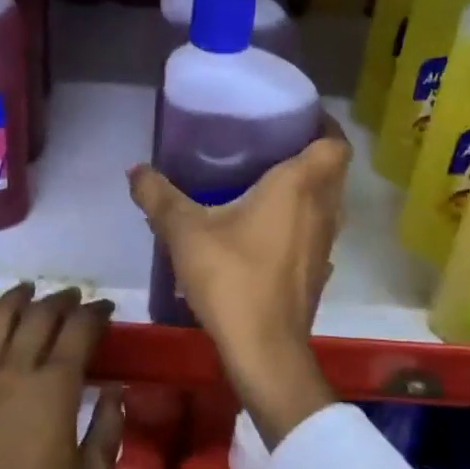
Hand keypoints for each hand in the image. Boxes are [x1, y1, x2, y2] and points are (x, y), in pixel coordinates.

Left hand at [0, 282, 123, 468]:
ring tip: (33, 289)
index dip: (96, 313)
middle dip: (63, 300)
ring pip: (2, 317)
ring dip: (21, 296)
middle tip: (76, 298)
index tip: (106, 309)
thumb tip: (116, 390)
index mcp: (56, 388)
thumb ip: (108, 427)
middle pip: (42, 315)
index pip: (80, 330)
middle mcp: (17, 369)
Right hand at [127, 116, 347, 448]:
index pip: (334, 142)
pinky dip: (301, 219)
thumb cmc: (232, 278)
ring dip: (308, 188)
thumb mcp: (185, 232)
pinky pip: (316, 230)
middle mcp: (323, 209)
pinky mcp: (319, 270)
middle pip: (333, 169)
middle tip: (271, 143)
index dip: (323, 125)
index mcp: (300, 186)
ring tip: (267, 181)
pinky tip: (266, 228)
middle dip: (310, 152)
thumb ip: (159, 196)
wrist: (264, 351)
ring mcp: (325, 243)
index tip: (294, 116)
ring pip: (327, 202)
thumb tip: (135, 170)